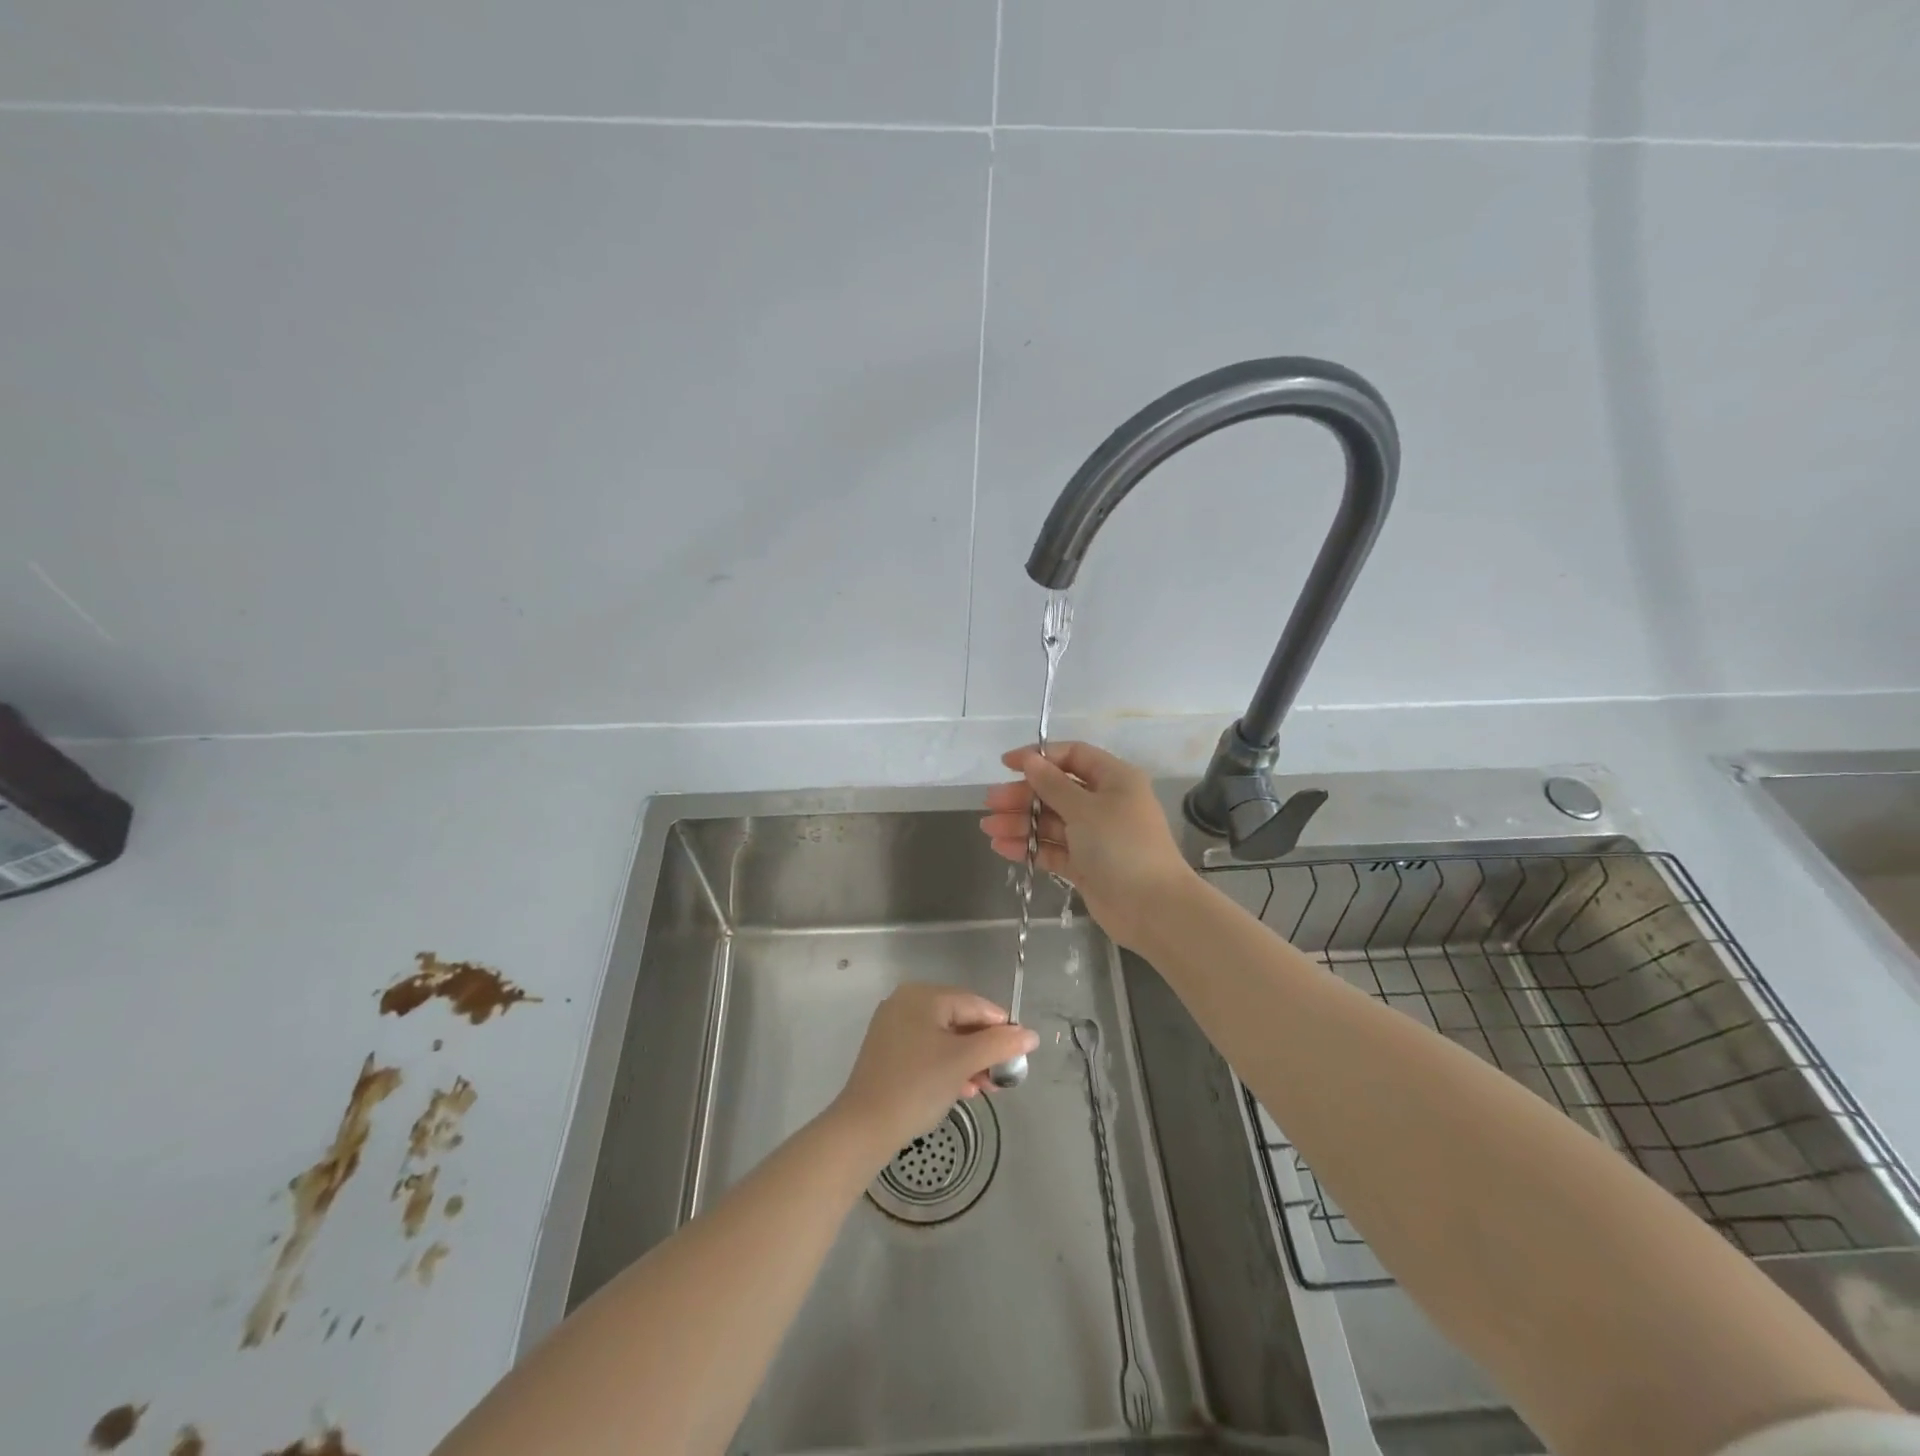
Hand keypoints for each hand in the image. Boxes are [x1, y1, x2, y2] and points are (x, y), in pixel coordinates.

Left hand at [830, 984, 1037, 1161]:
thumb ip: (999, 1045)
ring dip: (969, 1061)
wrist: (864, 1127)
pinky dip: (948, 1066)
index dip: (1001, 1027)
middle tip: (1003, 1076)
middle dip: (984, 1049)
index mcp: (922, 996)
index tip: (1020, 1054)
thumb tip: (1031, 1035)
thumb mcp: (963, 1062)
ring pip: (944, 1038)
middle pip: (959, 1020)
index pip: (974, 1004)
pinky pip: (928, 1050)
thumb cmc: (917, 1085)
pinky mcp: (888, 1052)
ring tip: (986, 1088)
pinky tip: (963, 1090)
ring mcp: (894, 1027)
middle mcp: (906, 1003)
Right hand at [979, 741, 1195, 951]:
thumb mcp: (1084, 809)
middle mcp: (1105, 803)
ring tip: (988, 828)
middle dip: (1023, 795)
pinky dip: (1030, 847)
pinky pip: (1053, 849)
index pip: (1073, 756)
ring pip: (1051, 822)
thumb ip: (1052, 784)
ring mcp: (1095, 836)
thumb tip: (1030, 760)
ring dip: (1020, 822)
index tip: (1006, 765)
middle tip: (990, 803)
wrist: (1152, 909)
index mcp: (1114, 779)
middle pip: (1057, 790)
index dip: (1039, 757)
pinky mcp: (1086, 865)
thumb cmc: (1121, 846)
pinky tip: (1002, 847)